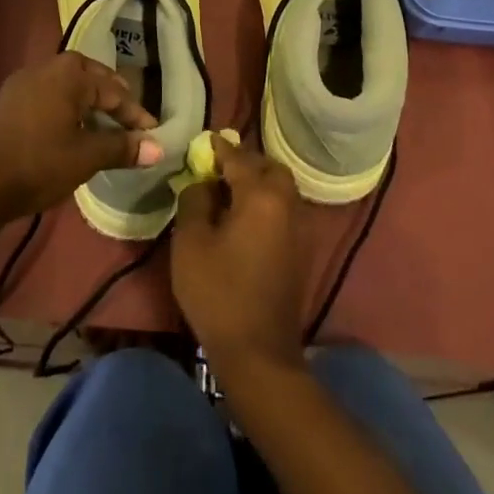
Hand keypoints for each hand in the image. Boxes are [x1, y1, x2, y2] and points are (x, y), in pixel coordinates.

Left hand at [0, 52, 160, 223]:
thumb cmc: (38, 164)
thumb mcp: (86, 157)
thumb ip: (122, 148)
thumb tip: (158, 147)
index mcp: (69, 74)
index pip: (113, 90)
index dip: (135, 114)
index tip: (153, 133)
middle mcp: (45, 68)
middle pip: (88, 77)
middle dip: (111, 97)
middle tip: (129, 117)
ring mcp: (21, 82)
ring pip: (65, 85)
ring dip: (87, 101)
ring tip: (102, 124)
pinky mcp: (6, 101)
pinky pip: (46, 95)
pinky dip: (64, 107)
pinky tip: (68, 129)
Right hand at [171, 138, 304, 375]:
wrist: (258, 352)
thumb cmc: (218, 291)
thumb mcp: (191, 241)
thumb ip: (194, 200)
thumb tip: (203, 182)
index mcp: (262, 196)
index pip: (239, 158)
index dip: (218, 148)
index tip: (204, 140)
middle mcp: (288, 204)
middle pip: (270, 168)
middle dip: (246, 162)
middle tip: (219, 167)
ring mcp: (300, 228)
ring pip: (282, 189)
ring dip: (259, 182)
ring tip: (230, 191)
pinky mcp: (302, 251)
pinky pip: (285, 210)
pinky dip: (268, 202)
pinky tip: (245, 217)